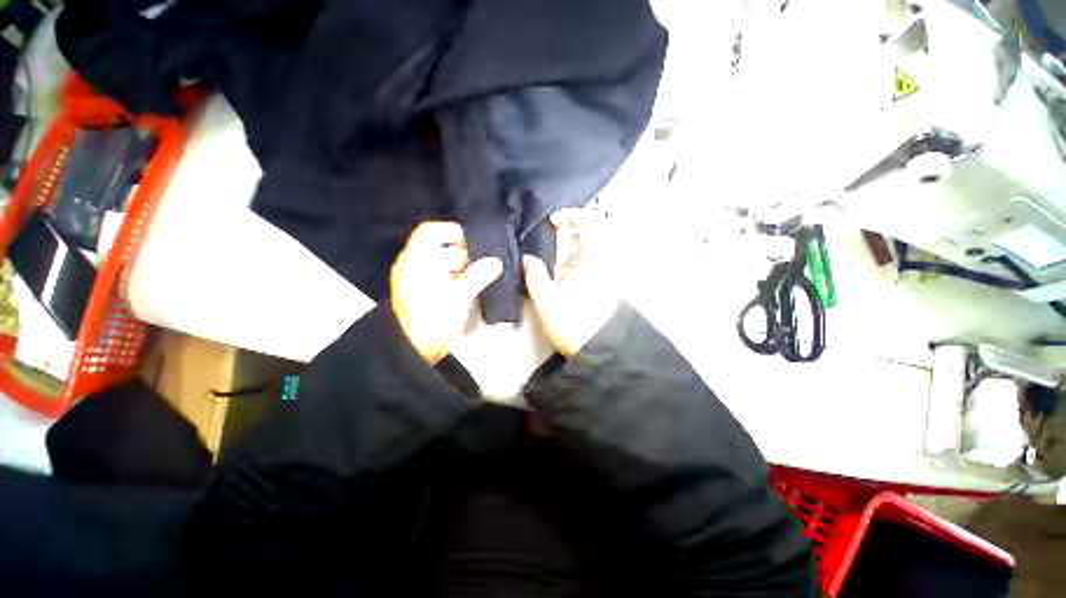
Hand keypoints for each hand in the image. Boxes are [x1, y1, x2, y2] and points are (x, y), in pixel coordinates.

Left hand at [391, 222, 502, 364]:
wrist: (415, 354)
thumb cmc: (432, 322)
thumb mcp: (458, 297)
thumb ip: (477, 276)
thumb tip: (495, 262)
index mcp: (416, 262)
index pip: (430, 232)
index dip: (452, 231)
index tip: (474, 240)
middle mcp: (414, 267)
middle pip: (442, 249)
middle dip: (466, 254)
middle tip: (487, 261)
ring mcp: (419, 281)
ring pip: (446, 265)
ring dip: (465, 268)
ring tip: (485, 273)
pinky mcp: (426, 293)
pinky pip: (445, 278)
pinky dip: (459, 279)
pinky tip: (474, 285)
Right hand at [524, 209, 619, 358]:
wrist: (598, 352)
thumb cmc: (575, 325)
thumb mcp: (549, 302)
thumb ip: (535, 277)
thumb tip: (527, 259)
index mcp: (594, 261)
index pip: (592, 223)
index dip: (572, 214)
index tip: (551, 221)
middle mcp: (598, 263)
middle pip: (584, 235)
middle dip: (561, 234)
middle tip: (539, 241)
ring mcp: (596, 274)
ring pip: (580, 250)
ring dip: (560, 249)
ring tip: (538, 255)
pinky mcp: (592, 286)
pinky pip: (578, 264)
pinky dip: (563, 262)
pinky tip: (547, 270)